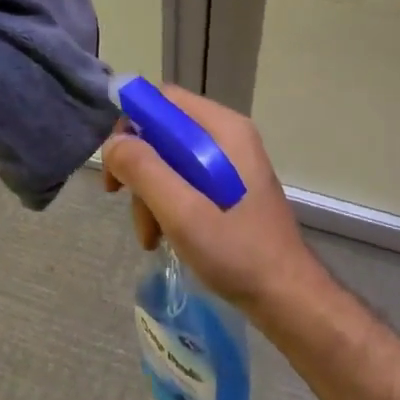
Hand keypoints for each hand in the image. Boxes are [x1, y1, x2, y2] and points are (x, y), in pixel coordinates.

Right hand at [102, 84, 318, 319]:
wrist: (286, 298)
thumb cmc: (237, 252)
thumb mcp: (183, 212)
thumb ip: (144, 170)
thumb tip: (114, 143)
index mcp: (223, 129)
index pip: (163, 101)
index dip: (131, 125)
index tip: (115, 165)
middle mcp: (227, 136)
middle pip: (163, 132)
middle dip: (139, 168)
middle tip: (121, 200)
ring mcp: (229, 162)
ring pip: (169, 159)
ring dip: (149, 194)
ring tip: (149, 236)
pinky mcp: (228, 187)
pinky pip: (184, 180)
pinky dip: (167, 205)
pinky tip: (163, 237)